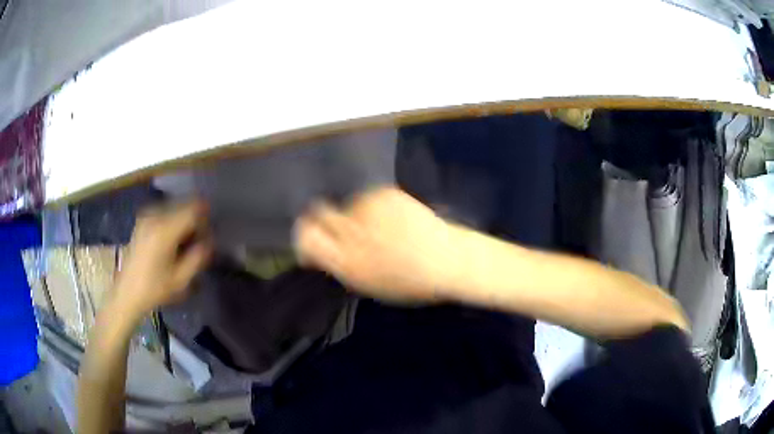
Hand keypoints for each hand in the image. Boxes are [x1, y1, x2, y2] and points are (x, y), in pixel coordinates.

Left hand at [112, 201, 212, 316]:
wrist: (127, 293)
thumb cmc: (155, 289)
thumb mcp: (181, 279)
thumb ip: (198, 256)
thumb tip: (210, 240)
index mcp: (164, 230)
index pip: (193, 209)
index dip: (205, 219)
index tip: (207, 236)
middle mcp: (155, 216)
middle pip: (184, 205)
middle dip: (195, 220)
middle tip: (197, 242)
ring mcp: (146, 216)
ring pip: (174, 207)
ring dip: (183, 220)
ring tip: (184, 243)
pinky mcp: (142, 220)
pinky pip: (164, 212)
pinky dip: (173, 221)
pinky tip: (171, 240)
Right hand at [294, 187, 458, 301]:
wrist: (448, 260)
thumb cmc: (410, 283)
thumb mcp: (368, 286)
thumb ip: (341, 267)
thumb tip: (323, 253)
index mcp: (345, 262)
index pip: (306, 237)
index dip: (304, 236)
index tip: (312, 241)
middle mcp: (351, 232)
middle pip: (318, 212)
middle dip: (324, 220)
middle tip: (342, 229)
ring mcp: (368, 210)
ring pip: (347, 206)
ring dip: (356, 216)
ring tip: (382, 229)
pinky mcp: (384, 193)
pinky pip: (368, 198)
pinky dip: (375, 209)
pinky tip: (395, 220)